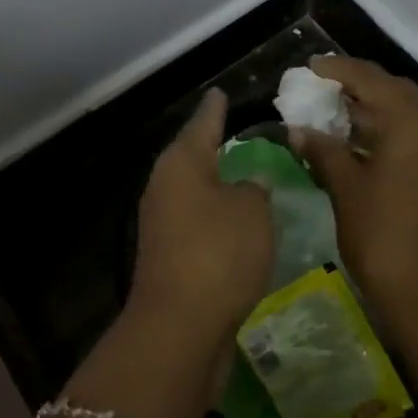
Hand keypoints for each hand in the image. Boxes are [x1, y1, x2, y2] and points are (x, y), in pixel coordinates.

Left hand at [129, 89, 273, 353]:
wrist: (180, 325)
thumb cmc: (219, 253)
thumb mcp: (252, 211)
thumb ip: (255, 188)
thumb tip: (250, 182)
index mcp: (181, 163)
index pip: (204, 122)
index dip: (216, 108)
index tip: (221, 92)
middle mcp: (164, 187)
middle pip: (192, 156)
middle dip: (214, 145)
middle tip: (240, 130)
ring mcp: (162, 223)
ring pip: (194, 191)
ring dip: (216, 183)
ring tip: (244, 173)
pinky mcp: (168, 255)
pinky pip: (197, 222)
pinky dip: (216, 216)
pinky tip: (236, 221)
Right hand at [289, 56, 417, 344]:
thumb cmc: (382, 236)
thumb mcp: (345, 188)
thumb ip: (322, 150)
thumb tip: (298, 129)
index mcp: (412, 125)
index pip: (372, 80)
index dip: (339, 69)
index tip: (310, 66)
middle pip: (395, 91)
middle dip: (360, 83)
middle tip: (324, 85)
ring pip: (407, 114)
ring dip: (373, 107)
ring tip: (334, 110)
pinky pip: (413, 136)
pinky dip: (385, 129)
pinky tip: (356, 142)